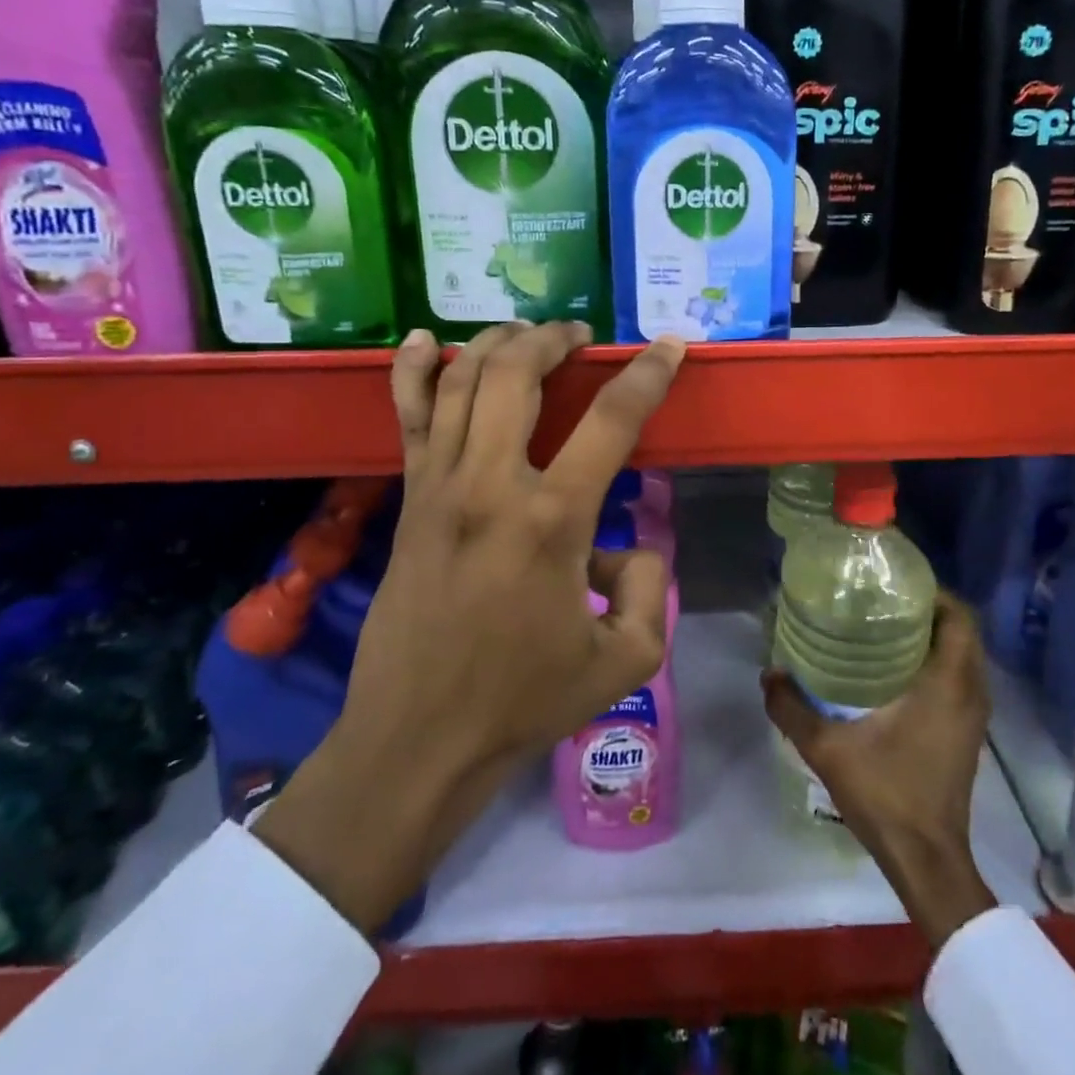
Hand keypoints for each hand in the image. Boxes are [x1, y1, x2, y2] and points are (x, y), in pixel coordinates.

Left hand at [259, 321, 685, 931]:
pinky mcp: (409, 498)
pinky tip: (424, 340)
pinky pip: (407, 417)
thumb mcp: (625, 661)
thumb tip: (626, 549)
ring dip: (497, 343)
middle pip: (517, 373)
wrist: (417, 739)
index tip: (667, 347)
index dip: (647, 374)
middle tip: (578, 337)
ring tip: (526, 335)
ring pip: (460, 380)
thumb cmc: (523, 700)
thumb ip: (649, 590)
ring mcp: (439, 484)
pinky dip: (414, 370)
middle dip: (553, 339)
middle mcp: (490, 484)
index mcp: (552, 520)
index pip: (611, 420)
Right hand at [761, 592, 996, 948]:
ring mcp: (973, 715)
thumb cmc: (887, 794)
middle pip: (961, 630)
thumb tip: (768, 673)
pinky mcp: (967, 733)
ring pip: (962, 656)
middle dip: (926, 609)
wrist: (927, 861)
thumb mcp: (827, 748)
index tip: (894, 584)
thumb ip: (792, 708)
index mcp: (949, 683)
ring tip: (884, 628)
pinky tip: (894, 671)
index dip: (932, 592)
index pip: (959, 616)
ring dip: (932, 637)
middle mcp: (970, 692)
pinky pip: (959, 679)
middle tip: (881, 602)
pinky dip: (935, 663)